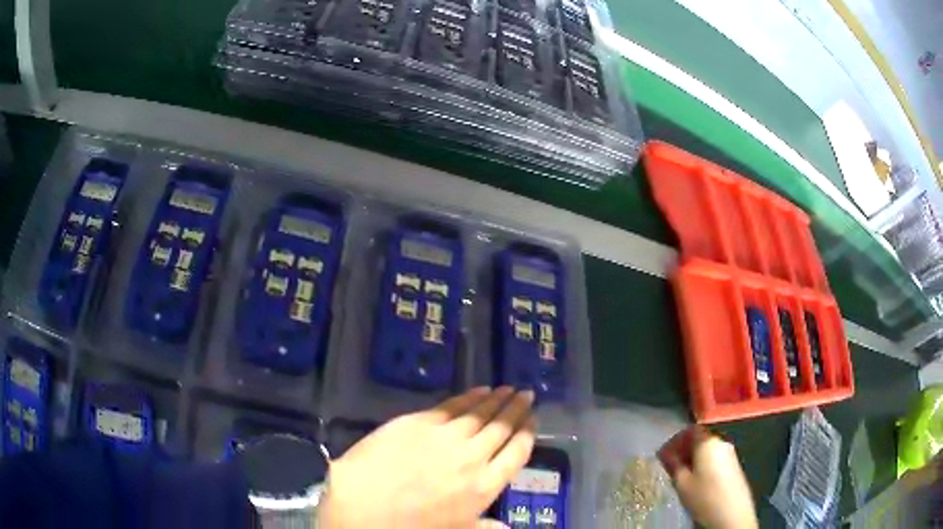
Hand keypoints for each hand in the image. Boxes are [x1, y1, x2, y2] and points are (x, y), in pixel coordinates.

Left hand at [318, 387, 535, 528]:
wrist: (362, 504)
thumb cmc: (410, 526)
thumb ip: (484, 528)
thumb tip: (508, 528)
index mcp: (484, 487)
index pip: (516, 454)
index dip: (527, 434)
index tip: (533, 419)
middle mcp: (473, 458)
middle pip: (501, 428)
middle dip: (516, 410)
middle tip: (527, 394)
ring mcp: (447, 437)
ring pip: (480, 414)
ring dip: (497, 400)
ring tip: (508, 389)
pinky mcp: (421, 422)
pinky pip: (453, 406)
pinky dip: (469, 397)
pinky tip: (478, 390)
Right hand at [658, 426, 756, 528]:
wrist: (732, 514)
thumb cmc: (704, 497)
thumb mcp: (682, 483)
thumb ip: (673, 464)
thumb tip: (665, 453)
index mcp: (708, 443)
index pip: (690, 430)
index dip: (675, 440)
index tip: (663, 454)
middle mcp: (721, 443)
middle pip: (700, 439)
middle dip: (684, 450)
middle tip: (670, 466)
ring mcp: (730, 454)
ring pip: (707, 450)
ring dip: (693, 458)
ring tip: (681, 475)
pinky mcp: (734, 465)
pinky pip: (715, 458)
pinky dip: (703, 464)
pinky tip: (696, 481)